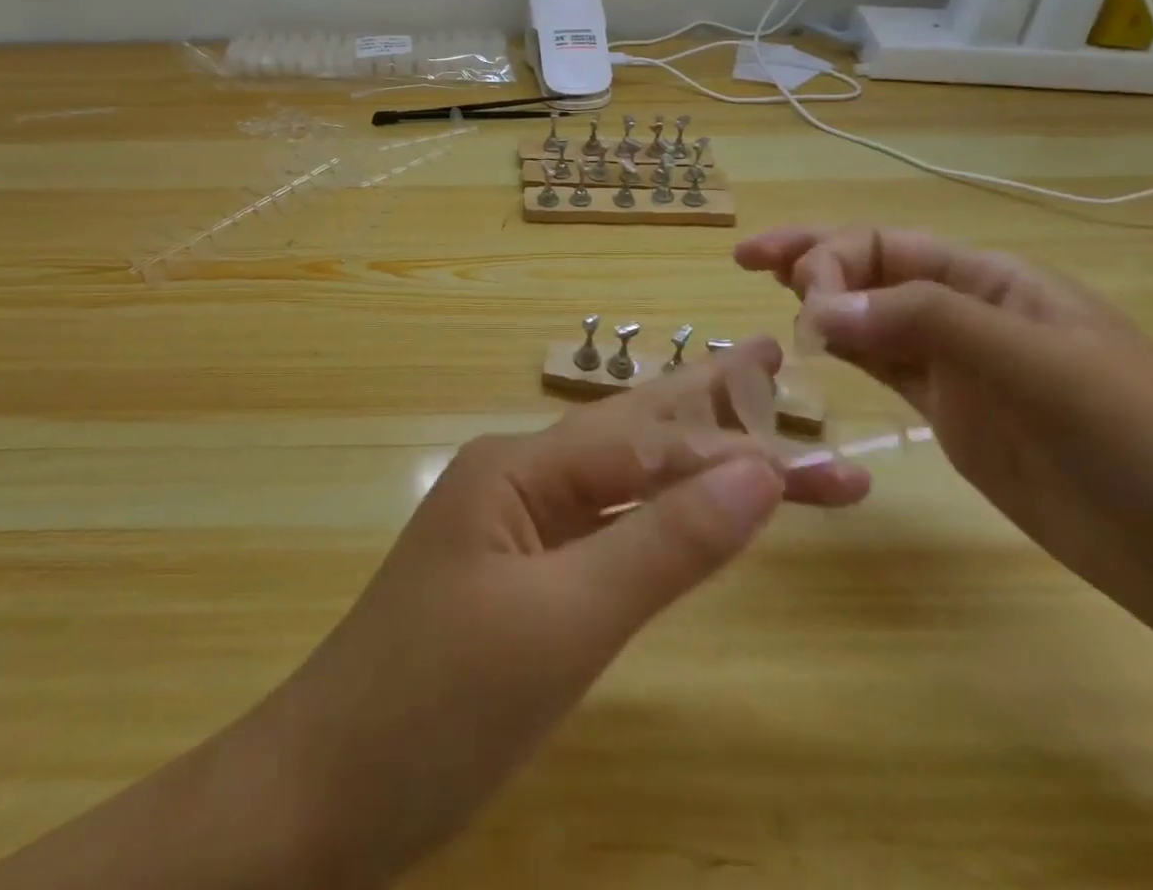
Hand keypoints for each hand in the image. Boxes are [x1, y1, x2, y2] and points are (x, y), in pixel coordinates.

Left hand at [241, 337, 869, 885]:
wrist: (321, 791)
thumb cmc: (438, 703)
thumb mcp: (563, 623)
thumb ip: (663, 545)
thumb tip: (759, 471)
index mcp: (517, 467)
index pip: (648, 444)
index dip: (737, 448)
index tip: (831, 462)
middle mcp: (514, 479)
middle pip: (630, 436)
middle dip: (708, 408)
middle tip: (771, 361)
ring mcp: (510, 529)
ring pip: (616, 482)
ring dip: (687, 462)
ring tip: (747, 426)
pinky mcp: (513, 580)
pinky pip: (597, 530)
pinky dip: (651, 518)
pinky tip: (678, 510)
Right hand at [736, 225, 1152, 659]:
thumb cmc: (1151, 444)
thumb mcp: (1045, 368)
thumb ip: (929, 322)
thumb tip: (818, 306)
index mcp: (994, 283)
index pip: (887, 247)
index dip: (831, 259)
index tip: (800, 305)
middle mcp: (968, 314)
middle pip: (870, 272)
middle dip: (809, 261)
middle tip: (748, 263)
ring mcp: (958, 369)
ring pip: (868, 319)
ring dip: (818, 306)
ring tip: (767, 302)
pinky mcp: (952, 418)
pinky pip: (881, 370)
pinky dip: (840, 354)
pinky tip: (808, 353)